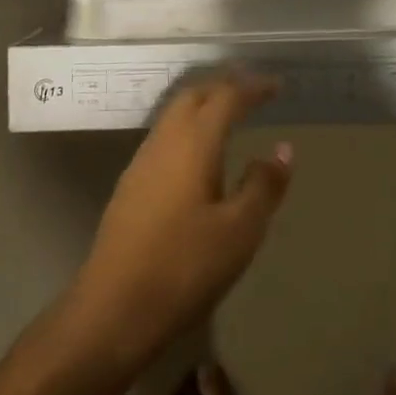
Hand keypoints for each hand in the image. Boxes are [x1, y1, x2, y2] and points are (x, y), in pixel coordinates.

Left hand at [69, 73, 292, 362]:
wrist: (113, 308)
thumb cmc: (184, 267)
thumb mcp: (239, 232)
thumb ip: (263, 186)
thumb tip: (283, 149)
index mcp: (195, 141)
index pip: (227, 96)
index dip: (253, 87)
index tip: (277, 86)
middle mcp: (166, 138)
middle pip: (196, 94)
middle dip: (225, 86)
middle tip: (253, 93)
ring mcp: (143, 159)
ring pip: (177, 112)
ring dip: (205, 104)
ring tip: (230, 115)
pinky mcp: (131, 182)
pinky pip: (166, 134)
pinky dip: (189, 126)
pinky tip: (198, 152)